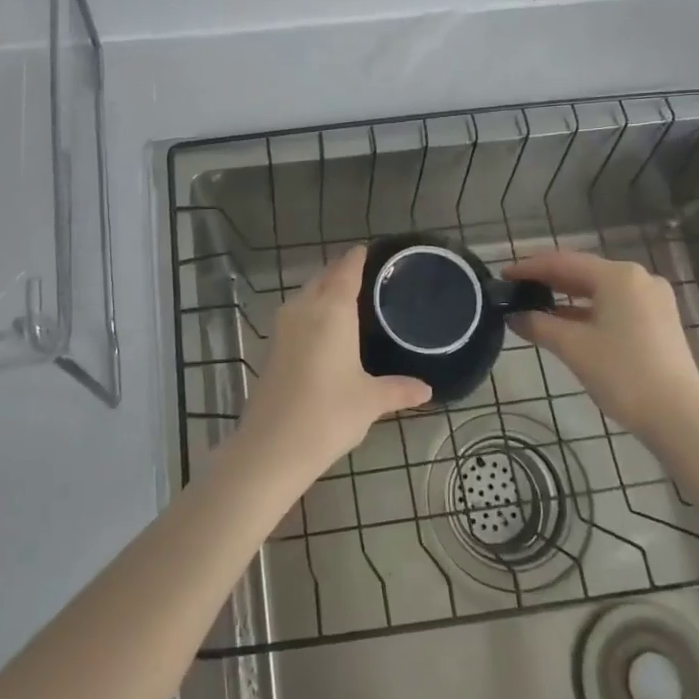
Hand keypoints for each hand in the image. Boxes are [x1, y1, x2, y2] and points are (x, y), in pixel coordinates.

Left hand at [238, 247, 430, 475]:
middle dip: (342, 272)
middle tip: (368, 277)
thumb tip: (427, 389)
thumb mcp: (371, 401)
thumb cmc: (329, 414)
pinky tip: (326, 331)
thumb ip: (399, 390)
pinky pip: (297, 314)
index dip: (358, 257)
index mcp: (332, 309)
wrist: (272, 446)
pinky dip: (312, 312)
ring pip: (306, 295)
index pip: (346, 269)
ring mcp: (283, 326)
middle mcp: (304, 308)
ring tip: (350, 301)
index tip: (372, 251)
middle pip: (324, 277)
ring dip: (324, 291)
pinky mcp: (272, 346)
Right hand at [503, 249, 698, 441]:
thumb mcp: (573, 347)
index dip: (530, 267)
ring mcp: (653, 299)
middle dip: (548, 279)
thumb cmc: (623, 374)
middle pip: (583, 271)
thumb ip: (539, 324)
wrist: (679, 418)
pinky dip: (588, 310)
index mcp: (618, 276)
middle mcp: (638, 278)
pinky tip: (566, 321)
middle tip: (515, 287)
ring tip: (535, 303)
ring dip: (567, 296)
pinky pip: (614, 304)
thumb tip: (513, 316)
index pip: (563, 262)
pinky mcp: (659, 320)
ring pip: (599, 289)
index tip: (503, 275)